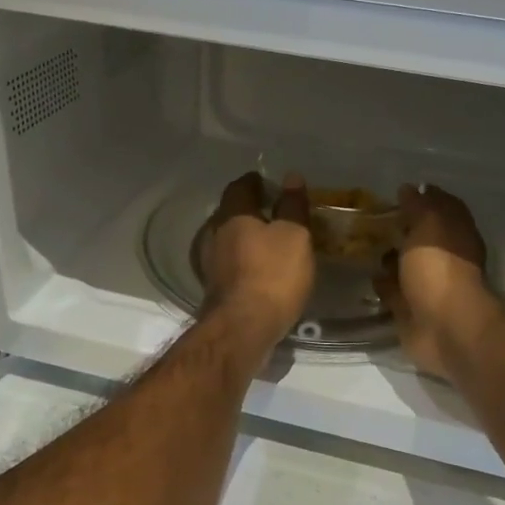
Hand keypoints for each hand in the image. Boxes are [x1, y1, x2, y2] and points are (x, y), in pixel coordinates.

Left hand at [198, 172, 314, 350]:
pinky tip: (256, 269)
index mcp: (233, 215)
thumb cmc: (273, 274)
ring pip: (226, 239)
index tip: (268, 182)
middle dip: (248, 209)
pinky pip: (228, 264)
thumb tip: (291, 177)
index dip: (255, 181)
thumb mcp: (294, 236)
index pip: (240, 187)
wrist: (243, 328)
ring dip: (243, 237)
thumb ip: (292, 206)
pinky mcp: (214, 288)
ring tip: (267, 241)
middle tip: (271, 210)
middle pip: (229, 213)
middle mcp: (215, 234)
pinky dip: (242, 260)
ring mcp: (210, 263)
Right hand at [373, 184, 499, 381]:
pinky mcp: (410, 310)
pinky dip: (382, 284)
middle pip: (421, 238)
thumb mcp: (430, 225)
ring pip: (405, 265)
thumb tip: (409, 188)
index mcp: (456, 235)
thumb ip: (419, 205)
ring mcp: (428, 286)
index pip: (442, 208)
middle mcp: (445, 258)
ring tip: (361, 244)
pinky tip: (365, 274)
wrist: (443, 327)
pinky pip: (393, 292)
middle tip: (370, 218)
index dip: (423, 198)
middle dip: (401, 229)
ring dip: (389, 257)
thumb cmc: (440, 269)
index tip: (397, 193)